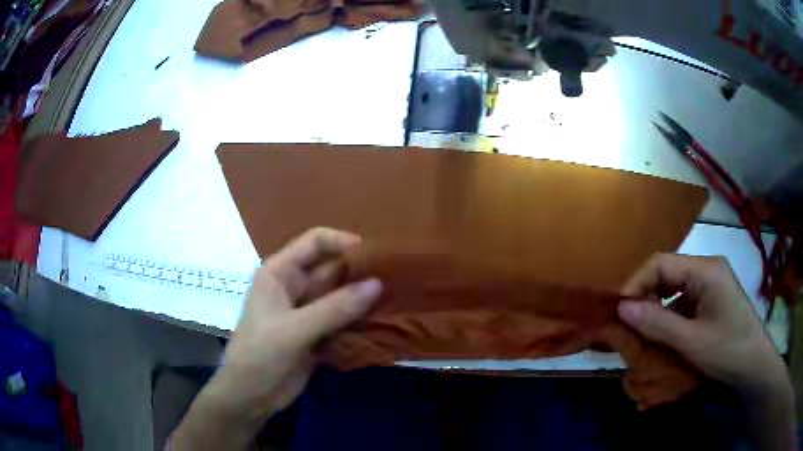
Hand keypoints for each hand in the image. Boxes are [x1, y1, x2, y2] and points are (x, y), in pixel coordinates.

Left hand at [170, 228, 381, 449]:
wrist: (250, 397)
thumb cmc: (260, 355)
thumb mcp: (294, 330)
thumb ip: (335, 308)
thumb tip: (377, 284)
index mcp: (279, 272)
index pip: (315, 242)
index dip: (343, 242)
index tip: (375, 253)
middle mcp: (295, 286)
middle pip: (332, 269)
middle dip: (361, 271)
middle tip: (397, 277)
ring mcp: (307, 311)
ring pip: (341, 295)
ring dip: (364, 297)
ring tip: (399, 296)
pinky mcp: (317, 334)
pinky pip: (343, 319)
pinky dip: (361, 320)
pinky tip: (386, 320)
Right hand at [617, 253, 794, 450]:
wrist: (754, 366)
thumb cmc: (727, 350)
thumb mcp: (691, 341)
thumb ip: (657, 324)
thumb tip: (621, 308)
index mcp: (706, 269)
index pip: (662, 263)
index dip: (637, 282)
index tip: (618, 309)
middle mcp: (708, 268)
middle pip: (668, 272)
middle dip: (646, 295)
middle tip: (628, 323)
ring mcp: (711, 283)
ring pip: (675, 287)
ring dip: (657, 306)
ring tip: (642, 330)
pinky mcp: (712, 299)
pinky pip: (684, 300)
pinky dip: (669, 314)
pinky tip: (663, 333)